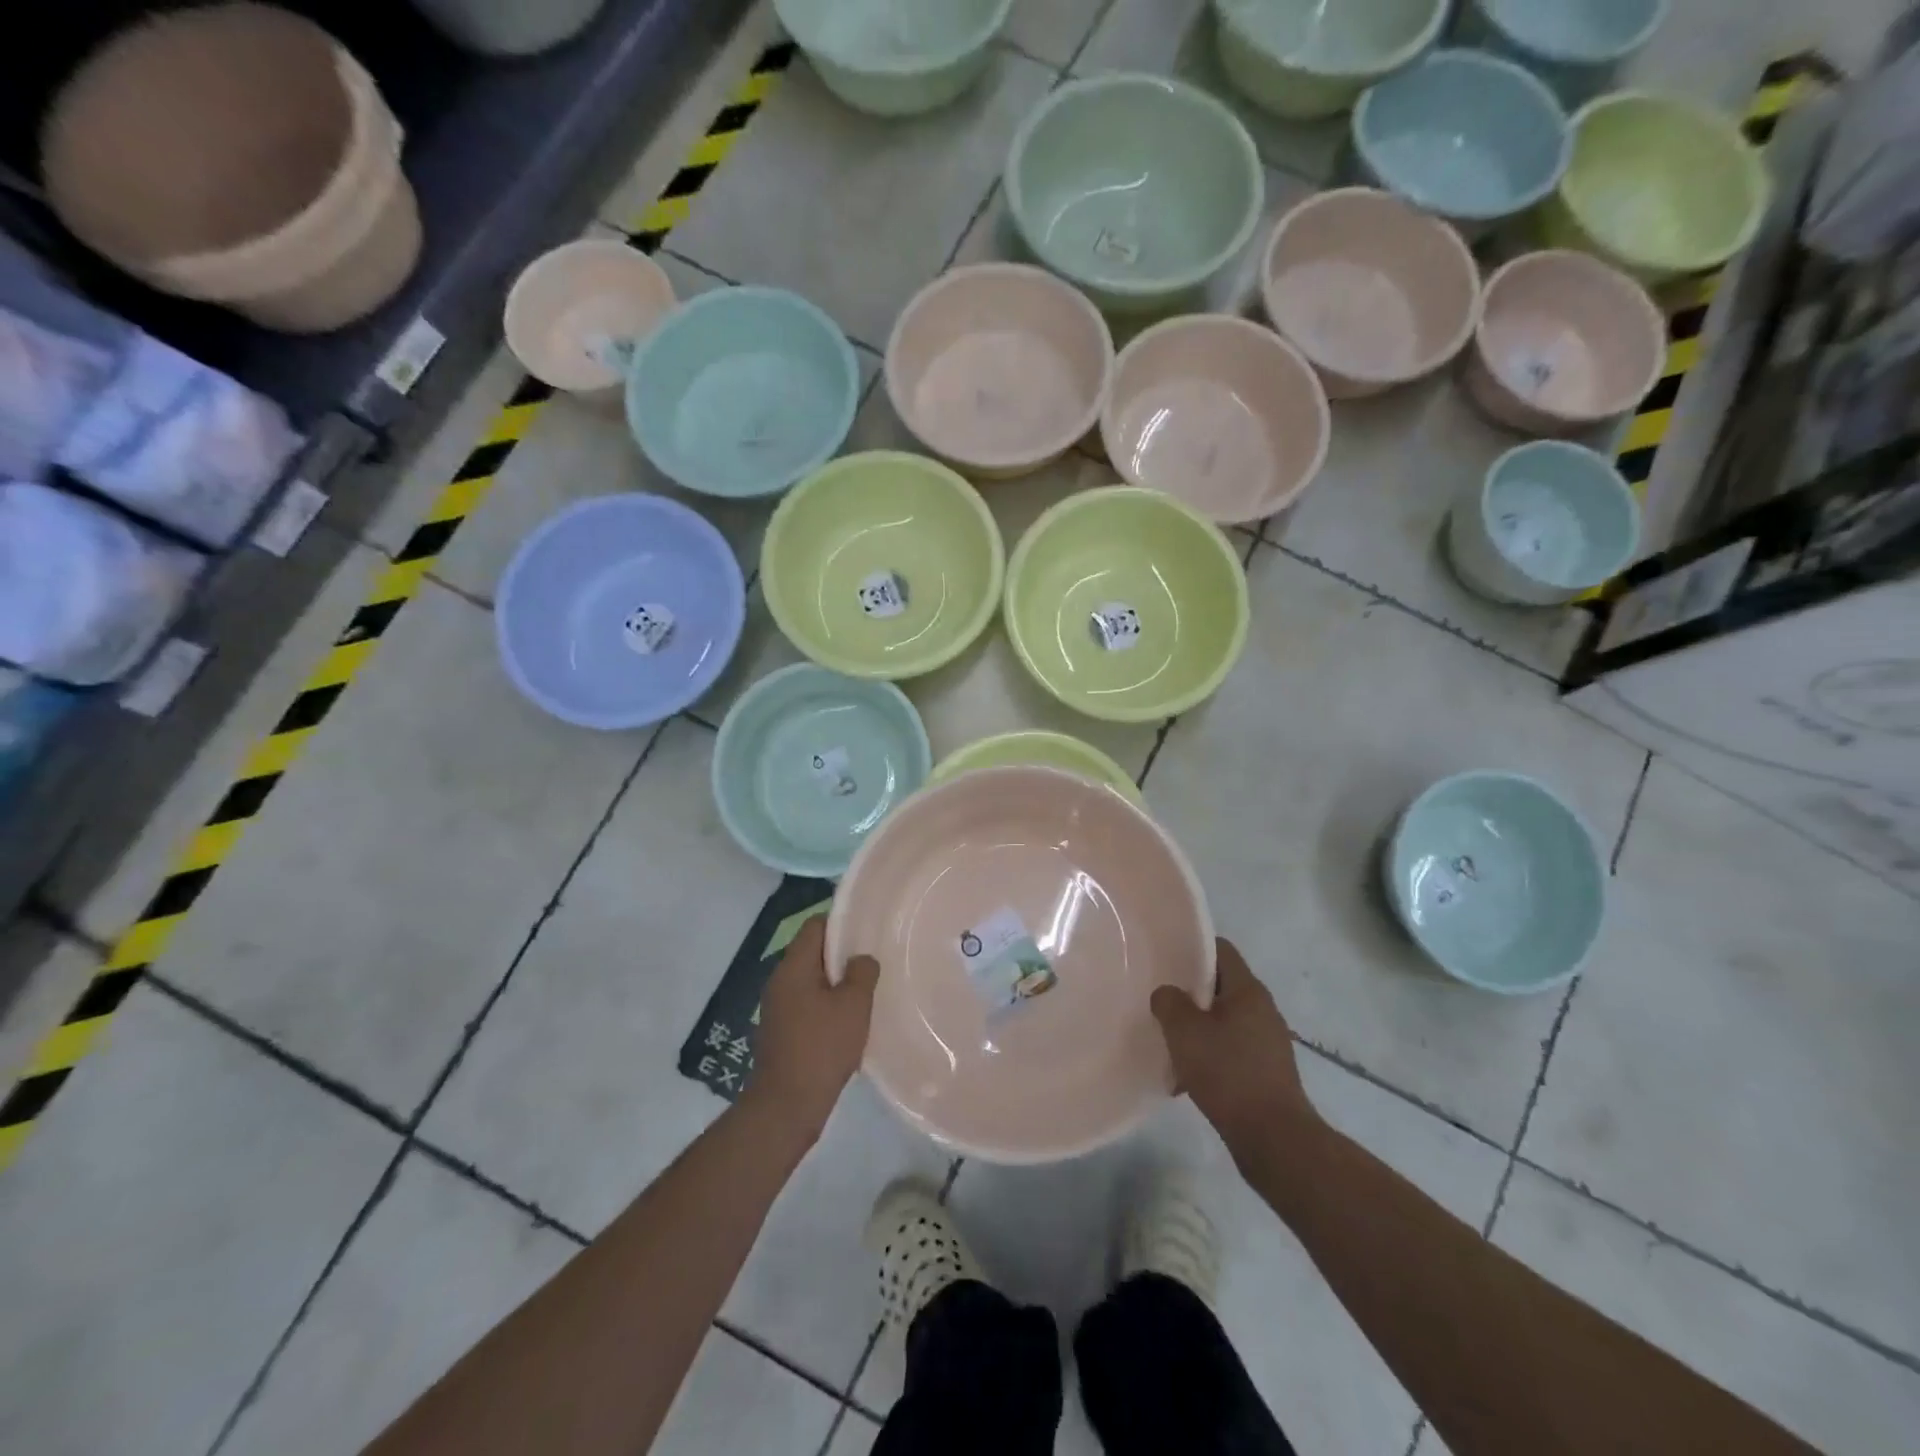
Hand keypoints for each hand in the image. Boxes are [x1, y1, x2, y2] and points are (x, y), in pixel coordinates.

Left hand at [746, 917, 879, 1138]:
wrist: (787, 1106)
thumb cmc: (822, 1047)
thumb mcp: (853, 1005)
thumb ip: (862, 972)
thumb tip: (861, 959)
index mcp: (793, 967)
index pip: (815, 926)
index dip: (841, 924)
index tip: (866, 933)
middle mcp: (779, 981)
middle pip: (812, 953)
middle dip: (841, 956)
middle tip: (871, 964)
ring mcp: (777, 1008)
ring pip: (811, 981)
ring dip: (835, 985)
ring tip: (864, 994)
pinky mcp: (780, 1032)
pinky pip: (807, 1005)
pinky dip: (826, 1007)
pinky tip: (847, 1023)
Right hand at [1151, 939, 1318, 1156]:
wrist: (1274, 1138)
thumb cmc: (1228, 1073)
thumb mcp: (1184, 1031)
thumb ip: (1169, 1002)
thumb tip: (1167, 994)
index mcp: (1248, 990)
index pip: (1221, 950)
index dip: (1192, 949)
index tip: (1165, 959)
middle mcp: (1263, 1010)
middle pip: (1221, 986)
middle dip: (1190, 994)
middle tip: (1161, 1001)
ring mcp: (1268, 1042)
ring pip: (1224, 1021)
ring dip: (1197, 1029)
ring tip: (1170, 1043)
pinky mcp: (1267, 1072)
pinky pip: (1231, 1050)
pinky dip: (1210, 1056)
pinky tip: (1187, 1077)